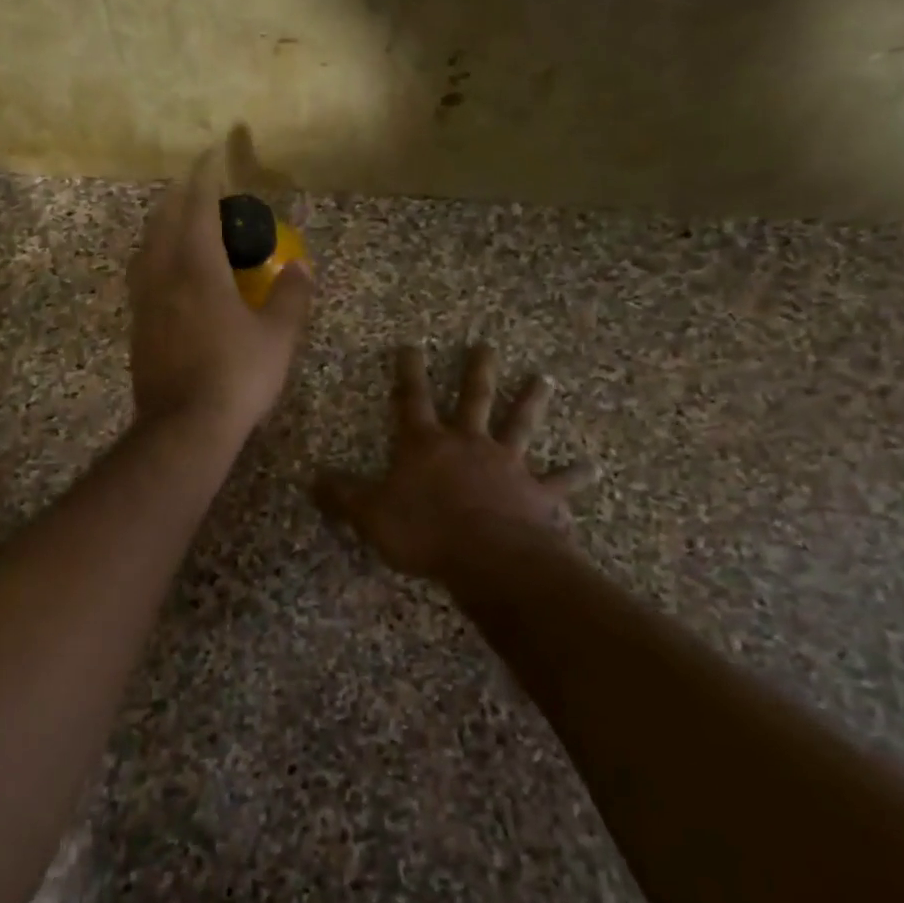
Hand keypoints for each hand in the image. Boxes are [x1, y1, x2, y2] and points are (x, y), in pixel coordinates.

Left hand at [127, 150, 312, 439]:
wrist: (183, 428)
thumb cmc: (236, 377)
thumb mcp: (277, 338)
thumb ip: (291, 298)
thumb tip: (303, 268)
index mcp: (197, 269)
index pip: (198, 208)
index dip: (205, 178)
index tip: (211, 154)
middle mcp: (163, 276)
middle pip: (163, 221)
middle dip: (179, 197)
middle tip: (197, 187)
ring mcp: (144, 303)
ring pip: (146, 249)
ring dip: (162, 226)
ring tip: (180, 224)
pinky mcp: (137, 328)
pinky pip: (142, 277)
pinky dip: (155, 258)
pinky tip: (169, 275)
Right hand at [316, 344, 594, 587]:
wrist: (488, 558)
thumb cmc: (424, 532)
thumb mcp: (370, 515)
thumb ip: (341, 496)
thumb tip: (311, 479)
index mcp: (427, 445)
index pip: (411, 399)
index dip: (408, 372)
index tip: (411, 344)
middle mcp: (468, 444)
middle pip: (474, 399)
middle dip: (478, 371)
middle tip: (487, 345)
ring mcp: (506, 465)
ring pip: (520, 425)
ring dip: (532, 402)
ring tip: (545, 378)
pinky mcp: (536, 494)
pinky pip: (558, 482)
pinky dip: (574, 475)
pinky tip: (593, 467)